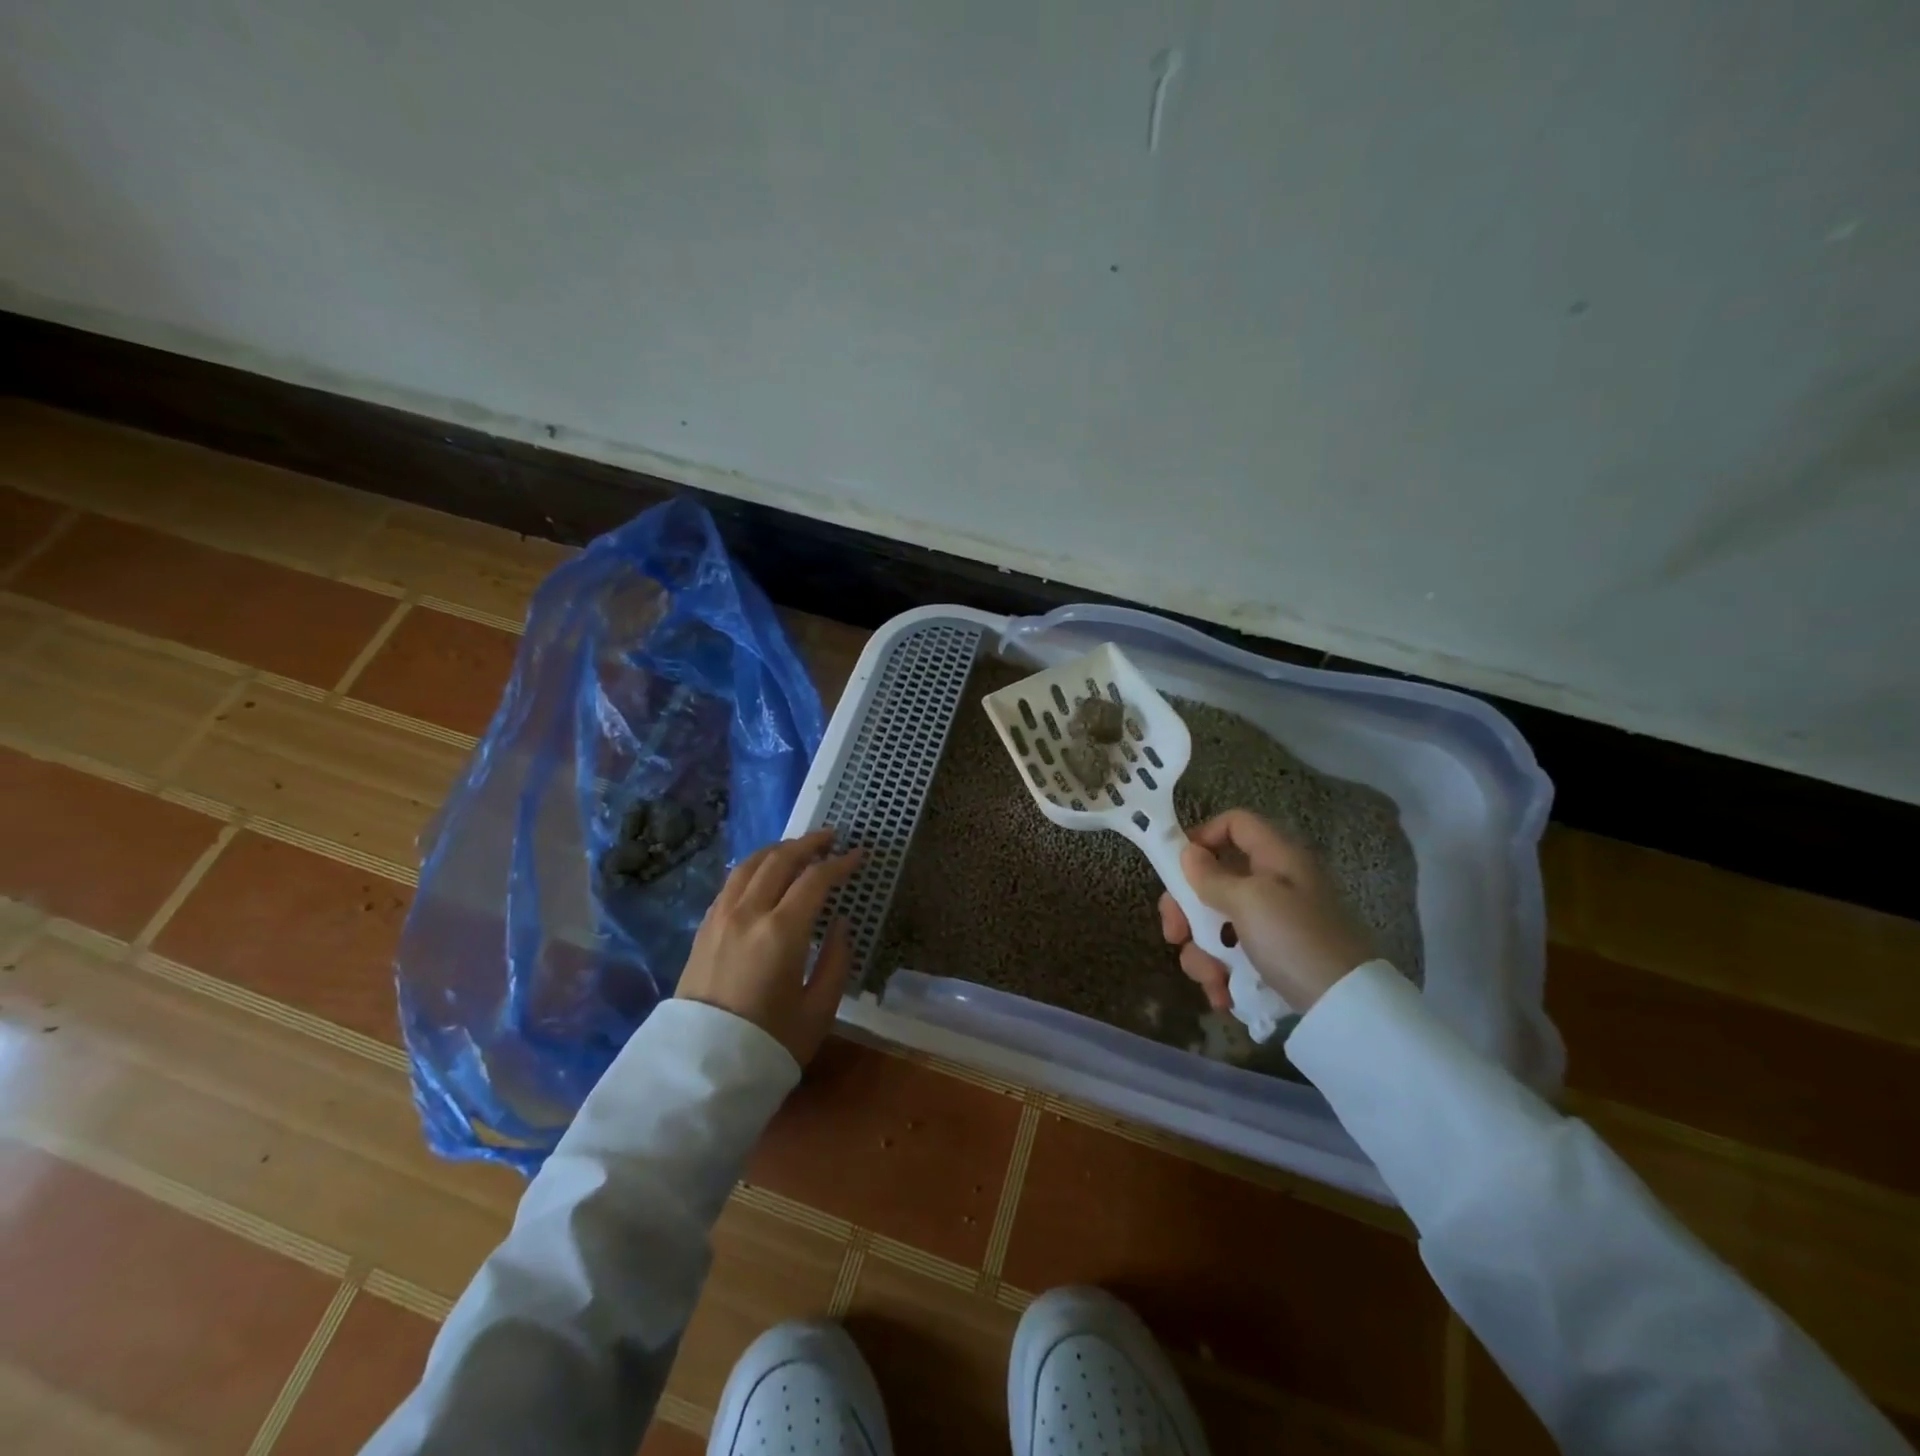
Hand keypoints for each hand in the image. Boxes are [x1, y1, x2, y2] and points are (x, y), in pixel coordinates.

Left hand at [676, 829, 862, 1066]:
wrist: (702, 1070)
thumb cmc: (770, 1043)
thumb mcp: (819, 1009)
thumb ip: (836, 959)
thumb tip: (840, 922)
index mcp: (781, 931)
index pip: (815, 879)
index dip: (840, 863)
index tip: (859, 855)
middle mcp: (748, 913)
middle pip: (779, 860)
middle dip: (809, 844)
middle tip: (831, 838)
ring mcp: (720, 918)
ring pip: (750, 865)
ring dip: (778, 850)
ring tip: (798, 848)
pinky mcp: (704, 928)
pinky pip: (731, 883)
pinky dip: (754, 867)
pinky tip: (764, 873)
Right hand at [1157, 810, 1374, 1013]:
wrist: (1347, 1009)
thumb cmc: (1296, 941)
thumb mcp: (1249, 902)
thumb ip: (1212, 877)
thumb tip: (1188, 853)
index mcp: (1276, 858)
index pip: (1234, 823)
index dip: (1202, 836)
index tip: (1176, 868)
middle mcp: (1273, 885)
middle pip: (1214, 879)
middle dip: (1186, 910)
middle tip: (1175, 934)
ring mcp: (1273, 924)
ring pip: (1216, 924)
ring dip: (1202, 952)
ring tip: (1212, 979)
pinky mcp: (1272, 958)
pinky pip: (1232, 956)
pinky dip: (1221, 974)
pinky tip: (1222, 996)